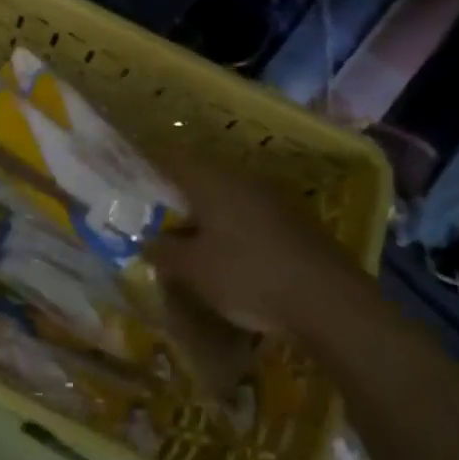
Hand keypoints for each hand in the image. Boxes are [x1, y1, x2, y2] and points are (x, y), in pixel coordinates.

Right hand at [150, 150, 368, 339]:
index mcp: (211, 180)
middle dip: (176, 191)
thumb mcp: (194, 270)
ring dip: (205, 209)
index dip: (148, 163)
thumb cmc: (249, 276)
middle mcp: (241, 178)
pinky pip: (248, 211)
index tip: (129, 173)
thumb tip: (147, 241)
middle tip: (154, 212)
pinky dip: (230, 223)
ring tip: (187, 234)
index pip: (171, 158)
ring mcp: (272, 196)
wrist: (329, 301)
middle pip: (199, 174)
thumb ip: (164, 251)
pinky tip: (226, 249)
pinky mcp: (293, 218)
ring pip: (226, 193)